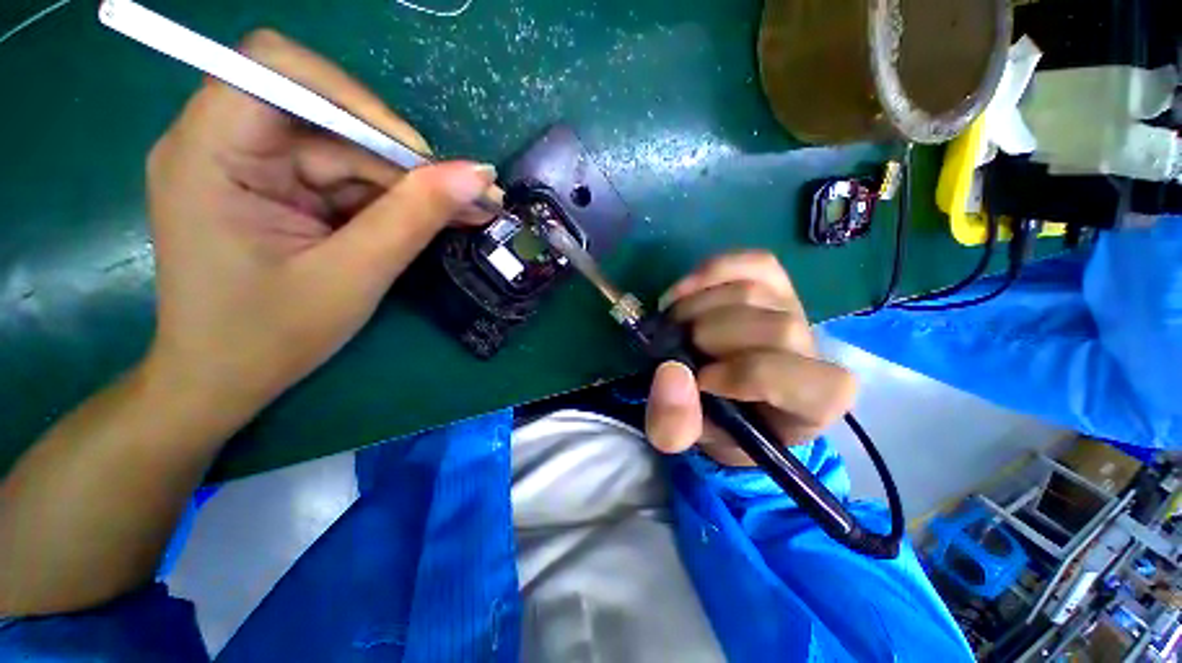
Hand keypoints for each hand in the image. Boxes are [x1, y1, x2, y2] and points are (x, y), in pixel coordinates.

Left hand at [144, 30, 496, 417]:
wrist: (225, 380)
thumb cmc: (270, 338)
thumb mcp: (353, 276)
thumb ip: (415, 218)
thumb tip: (478, 175)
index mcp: (209, 154)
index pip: (277, 70)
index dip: (356, 100)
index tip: (418, 157)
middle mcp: (222, 143)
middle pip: (327, 118)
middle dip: (403, 159)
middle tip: (470, 196)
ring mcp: (251, 167)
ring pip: (348, 152)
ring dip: (409, 184)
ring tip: (468, 212)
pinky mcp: (276, 190)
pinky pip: (345, 179)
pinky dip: (393, 200)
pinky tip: (436, 218)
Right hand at [644, 252, 857, 465]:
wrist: (726, 395)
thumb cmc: (714, 423)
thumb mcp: (687, 438)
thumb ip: (674, 424)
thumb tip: (670, 372)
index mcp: (811, 404)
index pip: (793, 378)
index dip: (741, 375)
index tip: (699, 381)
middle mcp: (813, 352)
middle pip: (775, 327)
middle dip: (710, 335)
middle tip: (674, 347)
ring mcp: (795, 311)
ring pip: (754, 291)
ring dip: (698, 306)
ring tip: (673, 325)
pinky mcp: (775, 285)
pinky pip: (753, 263)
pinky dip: (711, 272)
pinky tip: (683, 293)